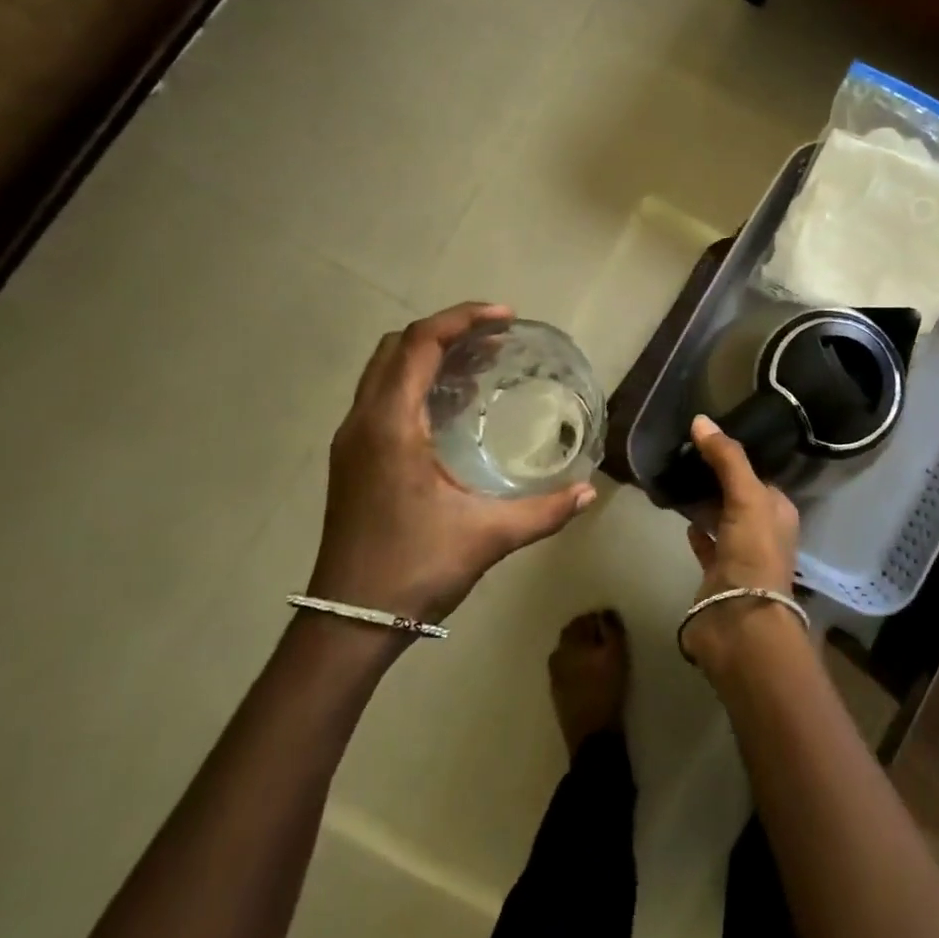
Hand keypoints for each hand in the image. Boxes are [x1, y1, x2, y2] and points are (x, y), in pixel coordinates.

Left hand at [308, 302, 595, 625]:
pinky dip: (415, 381)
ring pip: (385, 370)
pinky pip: (381, 395)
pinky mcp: (352, 458)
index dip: (463, 319)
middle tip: (496, 339)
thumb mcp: (488, 537)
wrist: (348, 620)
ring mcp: (351, 440)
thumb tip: (590, 492)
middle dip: (446, 331)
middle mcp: (363, 421)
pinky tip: (451, 407)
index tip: (506, 317)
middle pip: (398, 346)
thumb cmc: (415, 569)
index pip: (420, 344)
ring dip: (428, 354)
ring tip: (479, 363)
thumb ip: (545, 511)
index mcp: (390, 426)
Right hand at [681, 415, 800, 666]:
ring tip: (678, 478)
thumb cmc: (753, 554)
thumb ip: (727, 458)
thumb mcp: (746, 497)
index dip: (736, 458)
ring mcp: (741, 555)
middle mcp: (763, 532)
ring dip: (705, 503)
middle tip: (686, 454)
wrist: (740, 623)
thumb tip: (701, 419)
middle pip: (739, 496)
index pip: (758, 475)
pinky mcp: (717, 575)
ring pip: (722, 519)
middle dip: (717, 478)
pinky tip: (681, 517)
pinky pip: (706, 545)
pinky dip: (697, 531)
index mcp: (778, 512)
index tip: (708, 438)